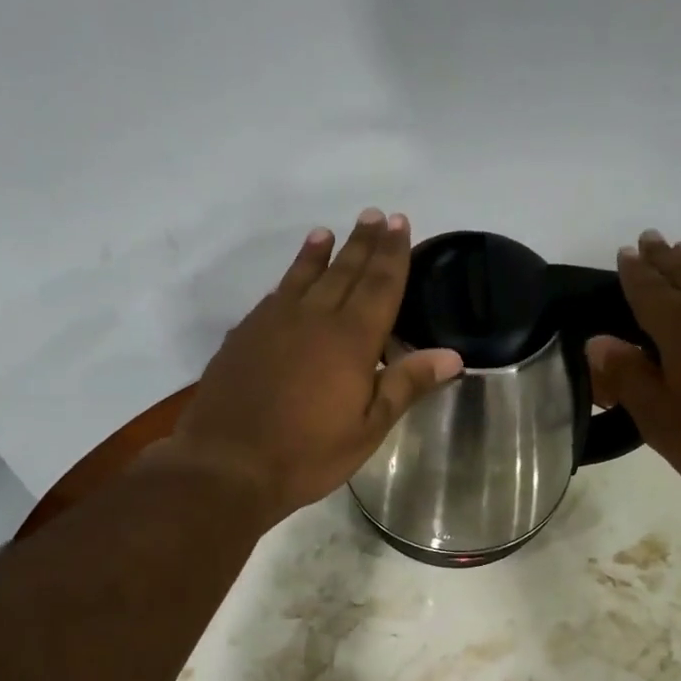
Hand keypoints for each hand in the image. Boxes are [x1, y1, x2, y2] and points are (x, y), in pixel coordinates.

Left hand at [166, 209, 462, 527]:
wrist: (228, 465)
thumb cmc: (308, 453)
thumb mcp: (368, 428)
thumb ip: (406, 385)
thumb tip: (452, 356)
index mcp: (351, 339)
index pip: (379, 285)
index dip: (392, 253)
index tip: (400, 223)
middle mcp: (313, 319)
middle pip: (344, 271)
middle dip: (363, 243)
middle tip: (375, 215)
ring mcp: (273, 323)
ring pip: (303, 276)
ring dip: (321, 252)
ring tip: (330, 232)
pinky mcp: (244, 336)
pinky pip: (275, 295)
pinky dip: (288, 278)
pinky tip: (290, 279)